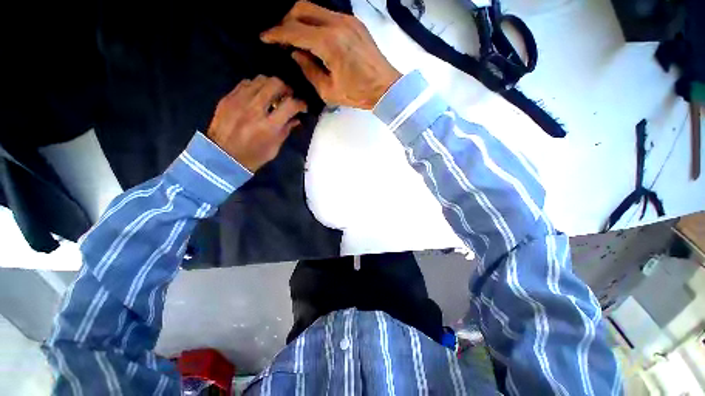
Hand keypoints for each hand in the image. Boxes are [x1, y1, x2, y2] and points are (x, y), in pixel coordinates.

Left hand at [207, 75, 306, 171]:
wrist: (222, 157)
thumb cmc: (253, 156)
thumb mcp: (274, 147)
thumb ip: (286, 130)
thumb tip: (296, 119)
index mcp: (268, 126)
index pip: (290, 105)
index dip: (300, 103)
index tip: (302, 106)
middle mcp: (255, 109)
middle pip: (275, 84)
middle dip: (286, 88)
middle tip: (287, 96)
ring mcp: (239, 101)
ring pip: (260, 79)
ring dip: (271, 85)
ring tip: (273, 95)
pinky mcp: (228, 98)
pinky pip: (246, 83)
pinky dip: (256, 87)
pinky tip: (257, 96)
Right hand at [261, 1, 400, 109]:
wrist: (386, 87)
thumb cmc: (358, 94)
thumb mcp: (329, 91)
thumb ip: (309, 70)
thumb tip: (296, 54)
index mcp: (329, 43)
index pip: (294, 30)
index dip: (276, 34)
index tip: (265, 37)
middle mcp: (337, 24)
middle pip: (301, 8)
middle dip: (286, 21)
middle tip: (282, 38)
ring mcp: (347, 20)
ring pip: (315, 8)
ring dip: (301, 19)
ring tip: (297, 38)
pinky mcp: (355, 22)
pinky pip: (328, 14)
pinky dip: (316, 22)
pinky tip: (315, 37)